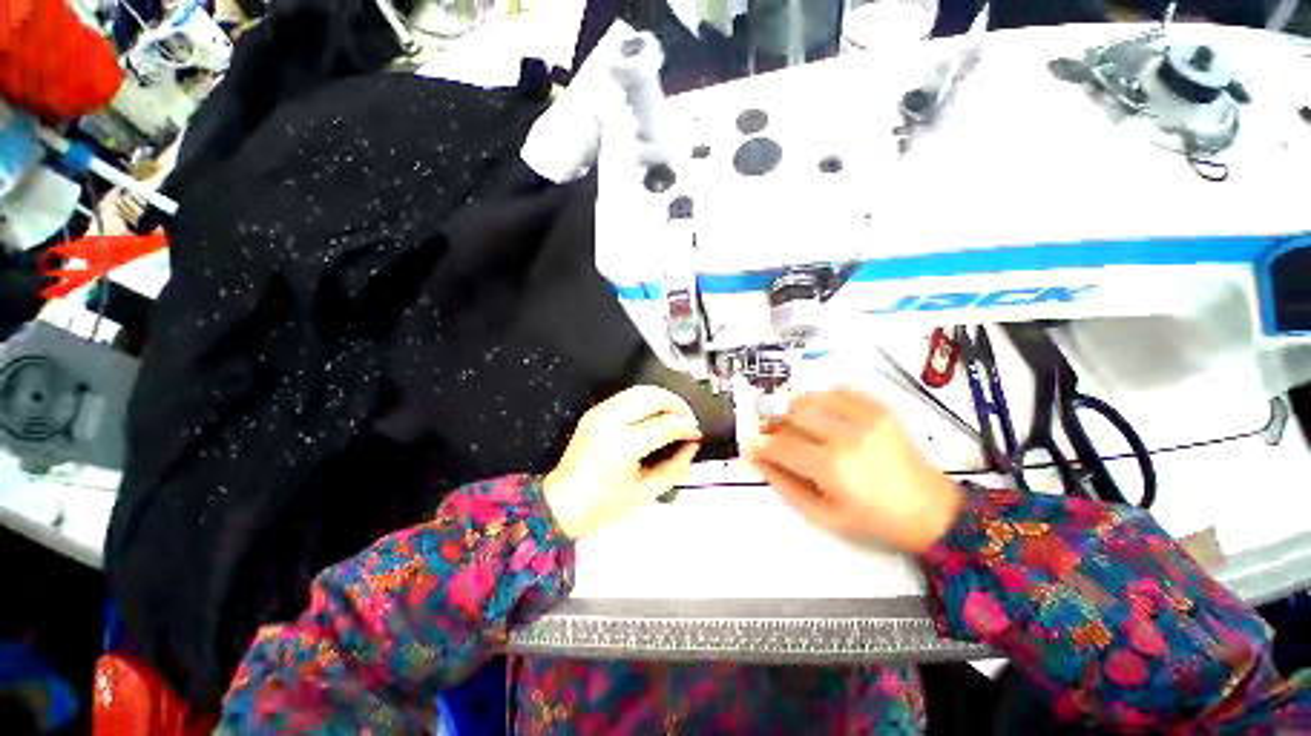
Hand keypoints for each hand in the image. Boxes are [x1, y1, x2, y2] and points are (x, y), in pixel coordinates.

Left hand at [544, 386, 701, 538]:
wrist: (564, 501)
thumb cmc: (602, 504)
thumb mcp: (645, 492)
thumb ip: (675, 468)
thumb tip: (691, 447)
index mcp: (621, 447)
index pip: (664, 425)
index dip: (685, 426)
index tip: (695, 432)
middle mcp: (609, 423)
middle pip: (652, 397)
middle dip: (676, 404)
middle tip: (688, 418)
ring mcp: (599, 414)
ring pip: (639, 390)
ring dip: (662, 397)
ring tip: (674, 412)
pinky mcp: (595, 412)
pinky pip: (626, 395)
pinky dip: (646, 399)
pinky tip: (654, 412)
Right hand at [748, 386, 962, 554]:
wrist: (932, 511)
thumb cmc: (875, 521)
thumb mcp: (824, 517)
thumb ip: (786, 487)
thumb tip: (760, 461)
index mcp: (832, 467)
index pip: (781, 446)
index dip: (761, 446)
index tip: (752, 446)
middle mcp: (845, 435)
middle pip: (793, 415)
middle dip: (774, 424)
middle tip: (770, 433)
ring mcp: (865, 418)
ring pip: (813, 398)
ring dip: (794, 408)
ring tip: (793, 421)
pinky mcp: (880, 409)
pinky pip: (841, 391)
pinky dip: (823, 397)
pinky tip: (821, 411)